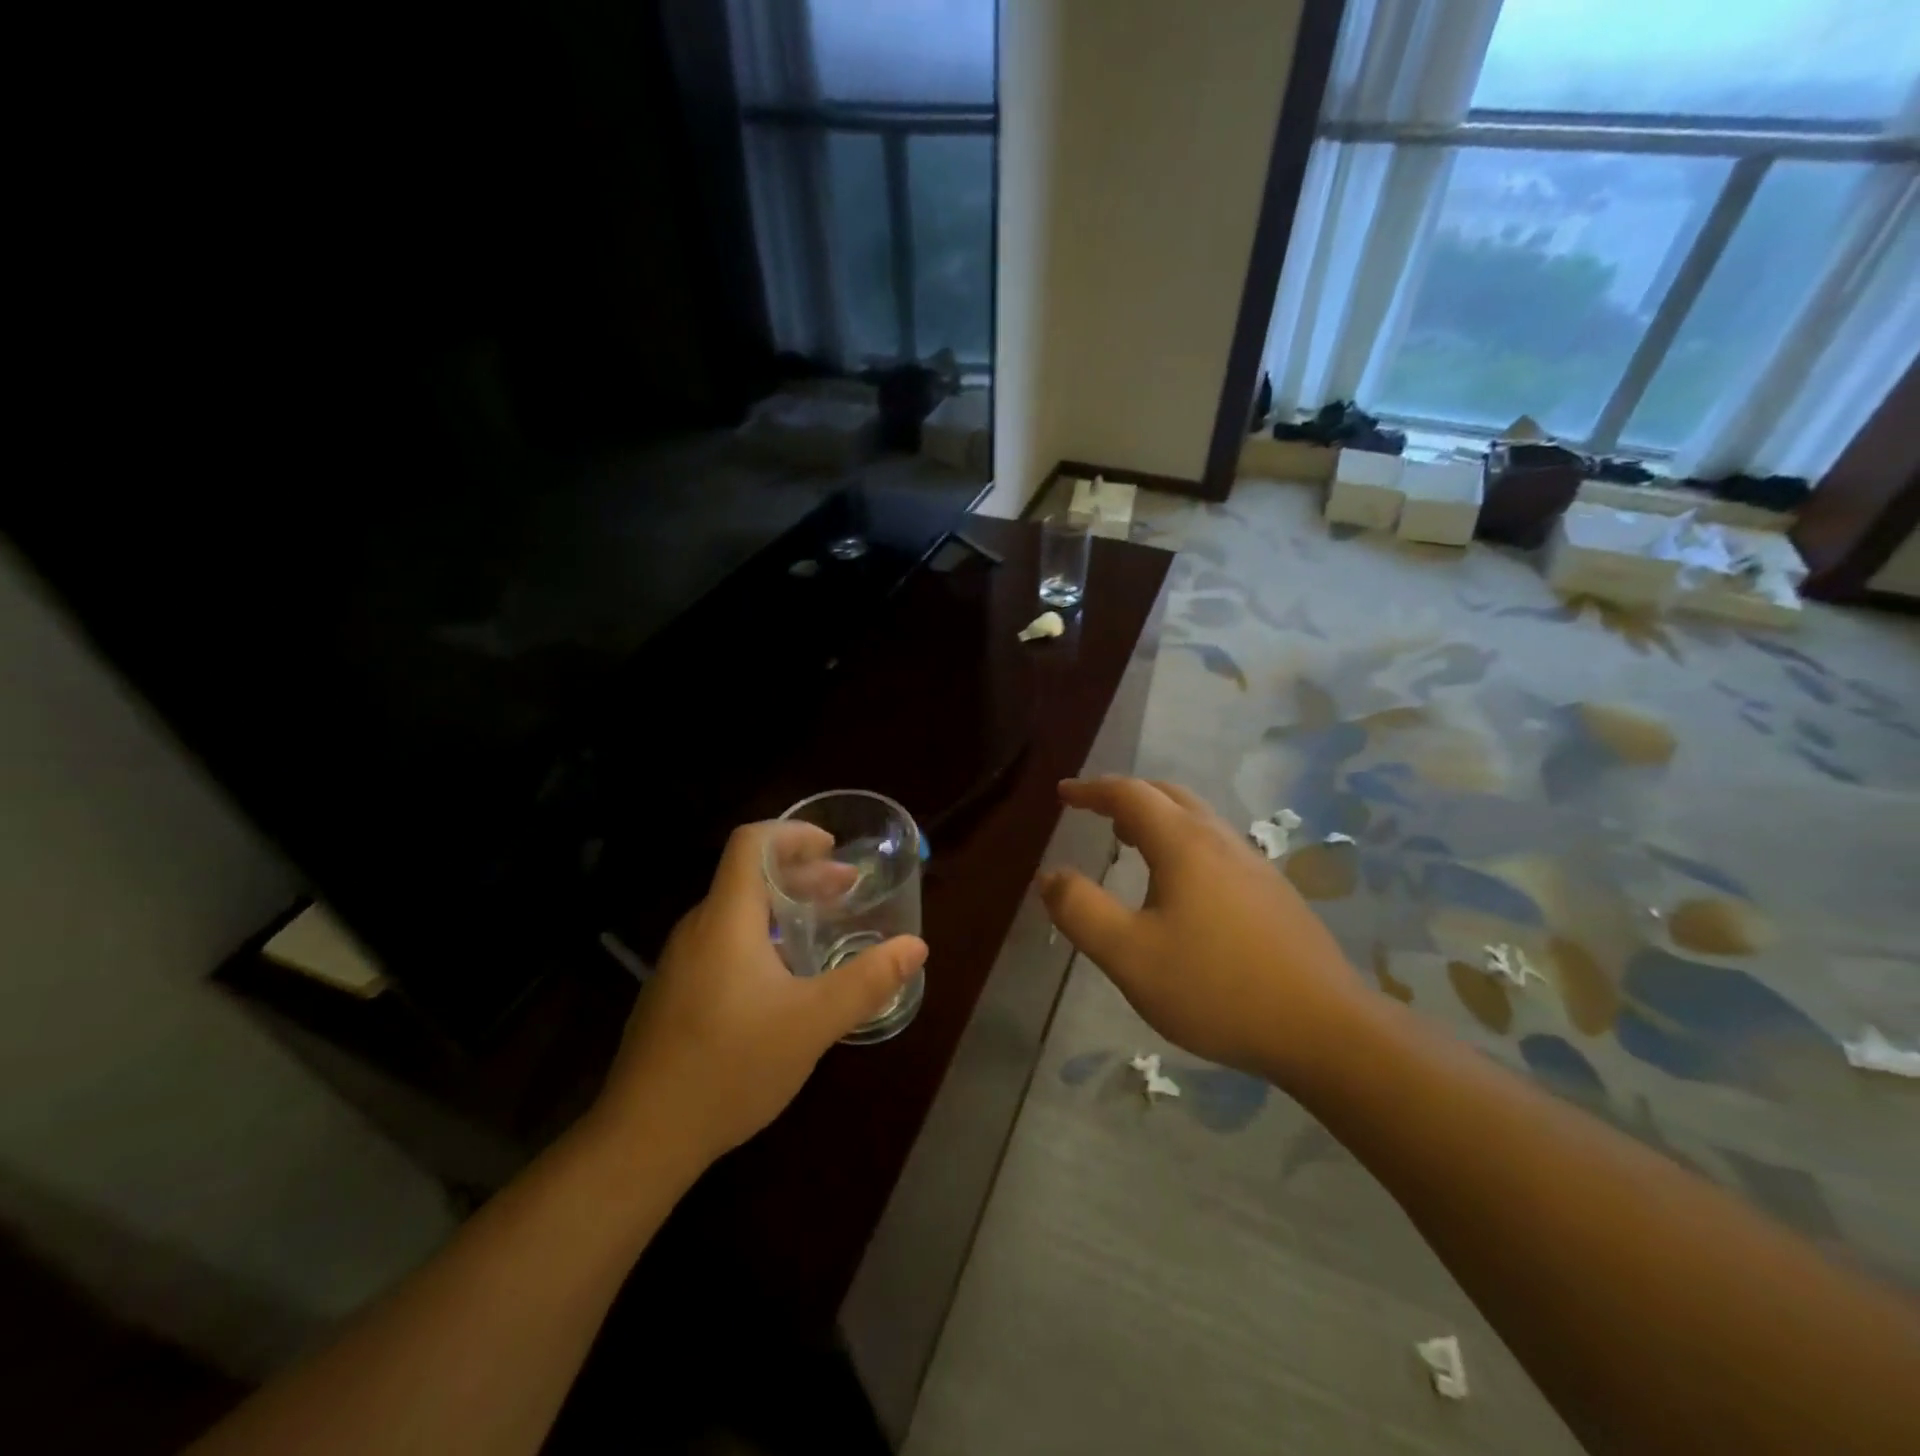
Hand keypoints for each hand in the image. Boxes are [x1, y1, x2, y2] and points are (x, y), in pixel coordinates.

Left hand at [588, 821, 927, 1169]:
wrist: (642, 1139)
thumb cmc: (731, 1066)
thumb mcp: (813, 1022)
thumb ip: (868, 981)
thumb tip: (916, 947)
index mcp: (726, 919)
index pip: (751, 842)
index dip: (793, 833)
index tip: (832, 848)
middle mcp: (697, 930)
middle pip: (749, 877)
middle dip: (802, 875)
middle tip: (847, 891)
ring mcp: (679, 964)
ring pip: (736, 913)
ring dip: (783, 909)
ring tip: (823, 930)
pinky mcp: (673, 995)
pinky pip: (722, 944)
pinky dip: (760, 938)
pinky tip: (784, 980)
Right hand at [1038, 777, 1363, 1084]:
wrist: (1324, 1029)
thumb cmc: (1216, 988)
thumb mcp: (1129, 956)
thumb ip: (1081, 911)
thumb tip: (1050, 876)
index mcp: (1183, 844)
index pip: (1130, 794)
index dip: (1091, 790)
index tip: (1064, 794)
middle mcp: (1220, 840)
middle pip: (1168, 795)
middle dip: (1126, 796)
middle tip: (1095, 812)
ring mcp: (1254, 865)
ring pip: (1197, 819)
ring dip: (1157, 817)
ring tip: (1129, 842)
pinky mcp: (1273, 893)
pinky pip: (1216, 845)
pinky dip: (1182, 842)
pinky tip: (1180, 886)